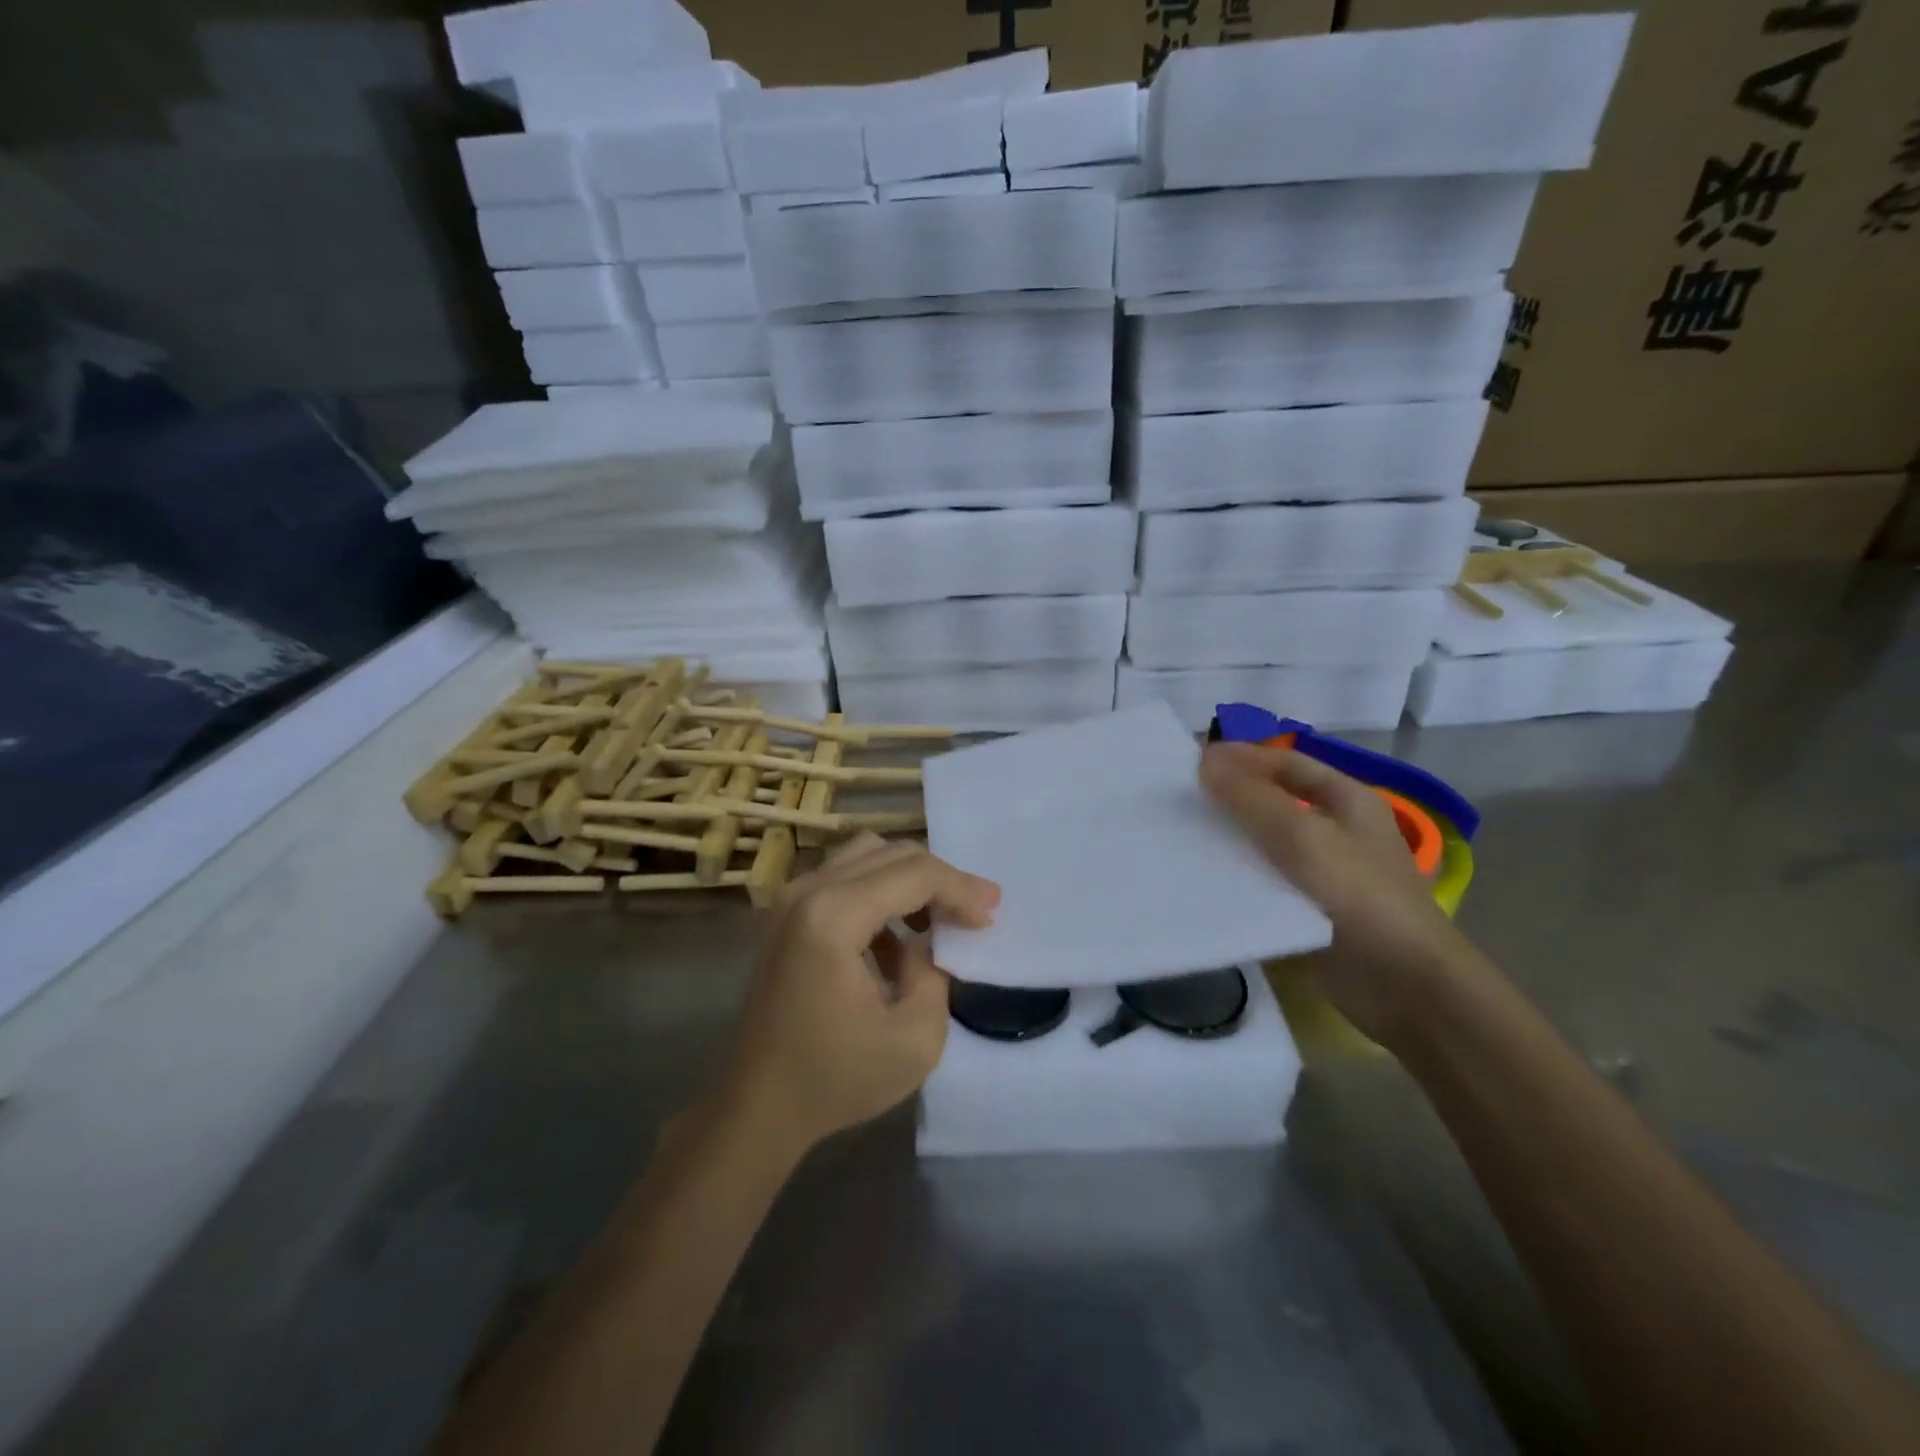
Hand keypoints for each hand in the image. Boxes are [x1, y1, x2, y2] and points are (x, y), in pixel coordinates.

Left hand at [718, 834, 999, 1154]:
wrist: (758, 1106)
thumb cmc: (836, 1079)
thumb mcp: (916, 1039)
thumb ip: (934, 973)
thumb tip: (924, 941)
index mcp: (833, 916)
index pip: (914, 874)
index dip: (960, 889)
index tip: (991, 915)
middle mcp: (806, 892)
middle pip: (891, 853)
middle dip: (940, 879)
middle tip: (973, 913)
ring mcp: (789, 899)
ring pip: (866, 855)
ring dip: (908, 881)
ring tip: (936, 922)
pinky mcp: (785, 914)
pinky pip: (843, 877)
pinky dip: (879, 894)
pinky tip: (894, 943)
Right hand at [1200, 743, 1478, 1045]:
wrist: (1406, 988)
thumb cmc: (1361, 898)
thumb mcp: (1304, 837)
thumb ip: (1253, 798)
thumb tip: (1206, 761)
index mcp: (1347, 801)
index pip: (1286, 763)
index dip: (1241, 758)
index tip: (1191, 763)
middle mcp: (1334, 831)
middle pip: (1273, 802)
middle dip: (1228, 799)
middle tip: (1177, 799)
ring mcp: (1321, 874)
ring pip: (1264, 846)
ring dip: (1227, 840)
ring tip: (1179, 836)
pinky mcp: (1306, 912)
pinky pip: (1263, 885)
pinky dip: (1234, 879)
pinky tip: (1199, 880)